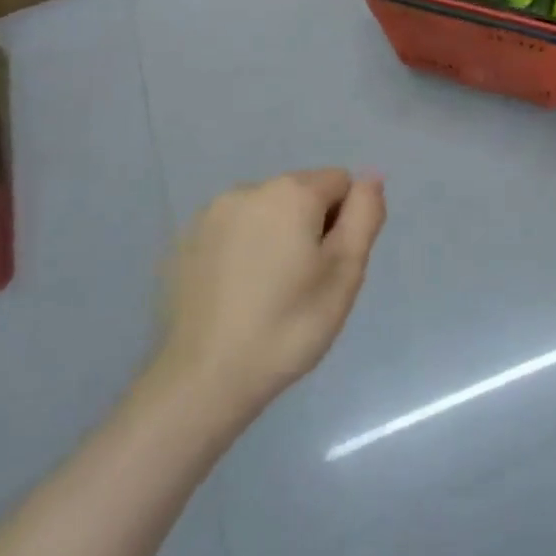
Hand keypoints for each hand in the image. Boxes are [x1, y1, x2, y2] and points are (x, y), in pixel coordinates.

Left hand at [157, 169, 385, 420]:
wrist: (204, 378)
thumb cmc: (288, 325)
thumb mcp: (345, 272)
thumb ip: (364, 215)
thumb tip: (371, 176)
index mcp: (292, 192)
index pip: (340, 183)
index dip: (345, 223)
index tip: (328, 267)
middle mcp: (249, 189)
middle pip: (300, 194)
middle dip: (309, 227)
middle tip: (302, 285)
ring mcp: (211, 214)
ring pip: (265, 213)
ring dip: (274, 236)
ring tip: (267, 292)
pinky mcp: (185, 242)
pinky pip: (232, 232)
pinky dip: (241, 251)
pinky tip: (235, 295)